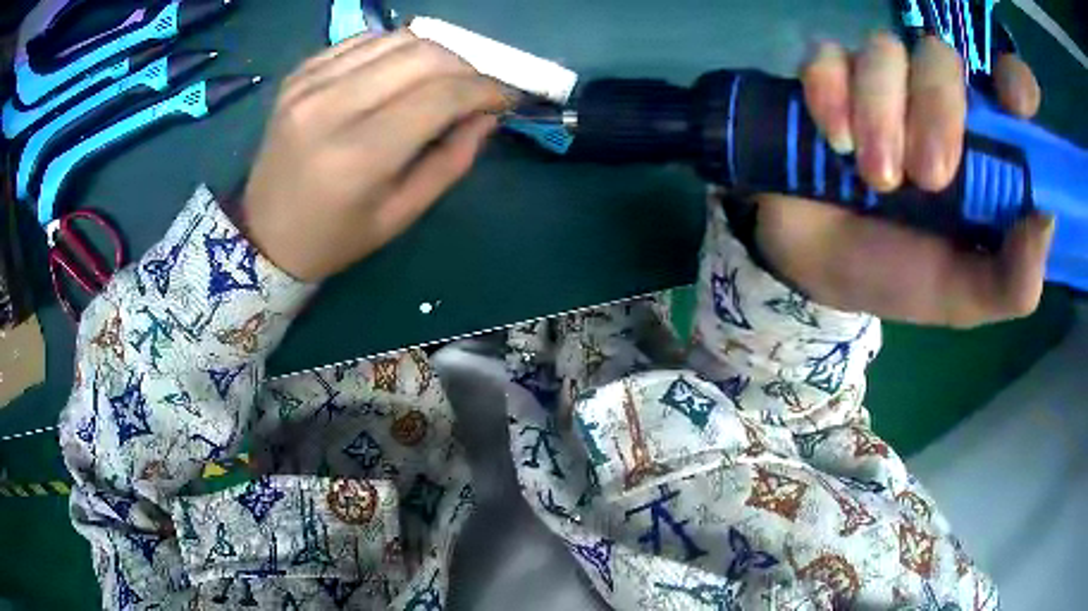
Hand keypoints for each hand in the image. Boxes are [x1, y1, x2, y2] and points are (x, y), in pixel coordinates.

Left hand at [239, 31, 511, 281]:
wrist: (263, 233)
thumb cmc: (334, 238)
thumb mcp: (401, 215)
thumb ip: (451, 161)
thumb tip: (486, 114)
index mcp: (358, 155)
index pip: (441, 95)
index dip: (485, 89)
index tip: (504, 98)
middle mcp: (330, 106)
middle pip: (422, 55)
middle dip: (465, 67)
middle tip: (475, 90)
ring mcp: (309, 83)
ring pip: (396, 39)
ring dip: (433, 54)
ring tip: (441, 80)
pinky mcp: (299, 74)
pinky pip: (363, 41)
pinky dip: (394, 50)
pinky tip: (398, 73)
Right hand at [751, 34, 1053, 327]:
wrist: (816, 267)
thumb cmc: (898, 276)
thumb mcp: (964, 297)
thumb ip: (1013, 280)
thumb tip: (1046, 218)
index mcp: (980, 149)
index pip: (1010, 88)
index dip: (1015, 83)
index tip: (1013, 102)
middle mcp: (936, 101)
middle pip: (943, 57)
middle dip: (937, 111)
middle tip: (927, 178)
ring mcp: (881, 83)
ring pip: (886, 51)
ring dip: (880, 114)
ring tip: (874, 178)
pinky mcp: (829, 76)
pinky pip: (829, 57)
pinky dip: (830, 93)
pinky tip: (833, 140)